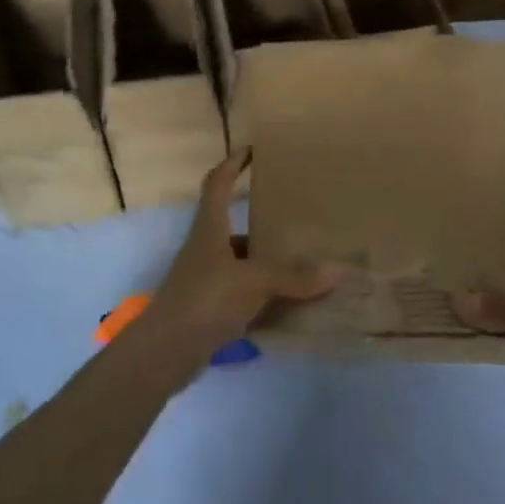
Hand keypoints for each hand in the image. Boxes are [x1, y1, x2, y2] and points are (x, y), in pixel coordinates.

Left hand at [134, 148, 341, 373]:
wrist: (165, 352)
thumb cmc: (205, 300)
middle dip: (263, 220)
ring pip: (242, 262)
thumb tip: (339, 269)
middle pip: (234, 225)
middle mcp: (206, 249)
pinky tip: (292, 302)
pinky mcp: (210, 309)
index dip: (232, 163)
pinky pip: (244, 293)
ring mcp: (206, 280)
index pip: (217, 183)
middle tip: (298, 216)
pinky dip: (266, 294)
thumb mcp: (255, 282)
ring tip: (305, 260)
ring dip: (268, 261)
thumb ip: (296, 276)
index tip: (253, 150)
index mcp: (210, 229)